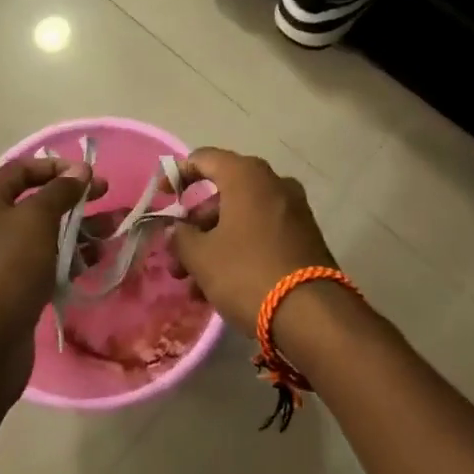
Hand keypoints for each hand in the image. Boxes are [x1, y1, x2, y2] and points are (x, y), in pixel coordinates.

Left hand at [0, 156, 100, 399]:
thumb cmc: (9, 267)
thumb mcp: (36, 218)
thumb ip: (60, 190)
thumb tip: (79, 170)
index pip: (22, 170)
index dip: (55, 167)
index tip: (88, 174)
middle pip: (38, 201)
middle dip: (75, 198)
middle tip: (107, 196)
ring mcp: (4, 258)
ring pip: (49, 233)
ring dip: (81, 228)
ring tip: (115, 229)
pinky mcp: (18, 286)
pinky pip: (49, 262)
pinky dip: (73, 256)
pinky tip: (99, 258)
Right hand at [168, 148, 335, 330]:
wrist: (312, 314)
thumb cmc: (246, 272)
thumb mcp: (202, 257)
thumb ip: (181, 237)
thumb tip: (176, 230)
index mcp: (247, 175)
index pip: (204, 159)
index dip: (177, 175)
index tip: (161, 198)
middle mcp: (273, 183)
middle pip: (222, 195)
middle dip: (194, 227)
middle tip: (175, 259)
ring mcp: (293, 210)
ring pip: (241, 219)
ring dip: (213, 246)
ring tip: (193, 287)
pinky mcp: (304, 237)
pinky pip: (262, 235)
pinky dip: (238, 252)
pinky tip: (220, 289)